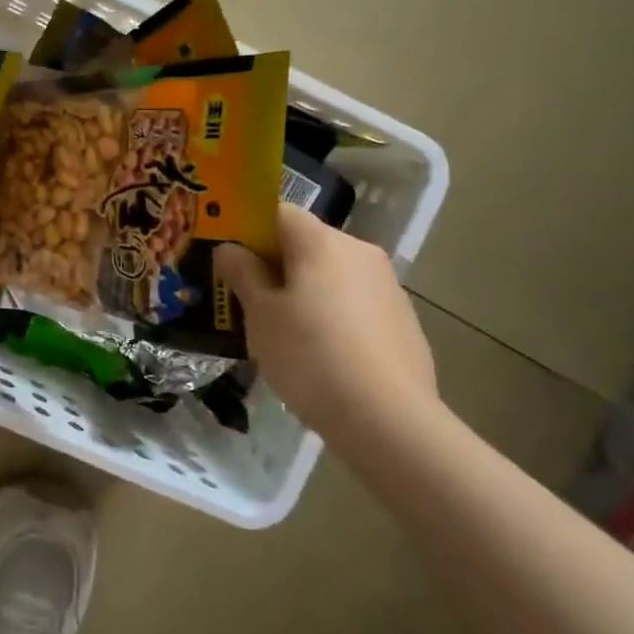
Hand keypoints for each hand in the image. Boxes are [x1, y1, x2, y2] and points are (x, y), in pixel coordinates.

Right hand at [216, 206, 439, 445]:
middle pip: (307, 244)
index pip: (278, 212)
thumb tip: (229, 248)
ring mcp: (388, 286)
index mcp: (322, 242)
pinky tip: (321, 357)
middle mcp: (360, 252)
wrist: (388, 420)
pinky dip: (333, 317)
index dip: (249, 230)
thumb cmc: (310, 356)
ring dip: (305, 292)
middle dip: (276, 266)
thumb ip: (242, 274)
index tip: (230, 261)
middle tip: (249, 302)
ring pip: (332, 276)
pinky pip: (355, 305)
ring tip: (283, 335)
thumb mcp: (260, 315)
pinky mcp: (404, 321)